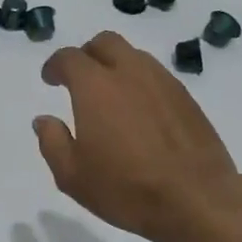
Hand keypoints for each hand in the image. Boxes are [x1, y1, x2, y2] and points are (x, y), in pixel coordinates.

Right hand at [33, 31, 241, 241]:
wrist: (197, 199)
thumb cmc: (126, 188)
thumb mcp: (72, 175)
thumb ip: (52, 142)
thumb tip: (44, 120)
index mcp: (95, 85)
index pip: (69, 58)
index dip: (55, 65)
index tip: (50, 79)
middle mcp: (129, 72)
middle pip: (105, 42)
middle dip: (87, 54)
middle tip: (80, 79)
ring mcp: (162, 82)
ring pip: (134, 55)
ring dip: (116, 65)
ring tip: (111, 95)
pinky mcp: (186, 97)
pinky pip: (156, 75)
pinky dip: (141, 82)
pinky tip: (140, 111)